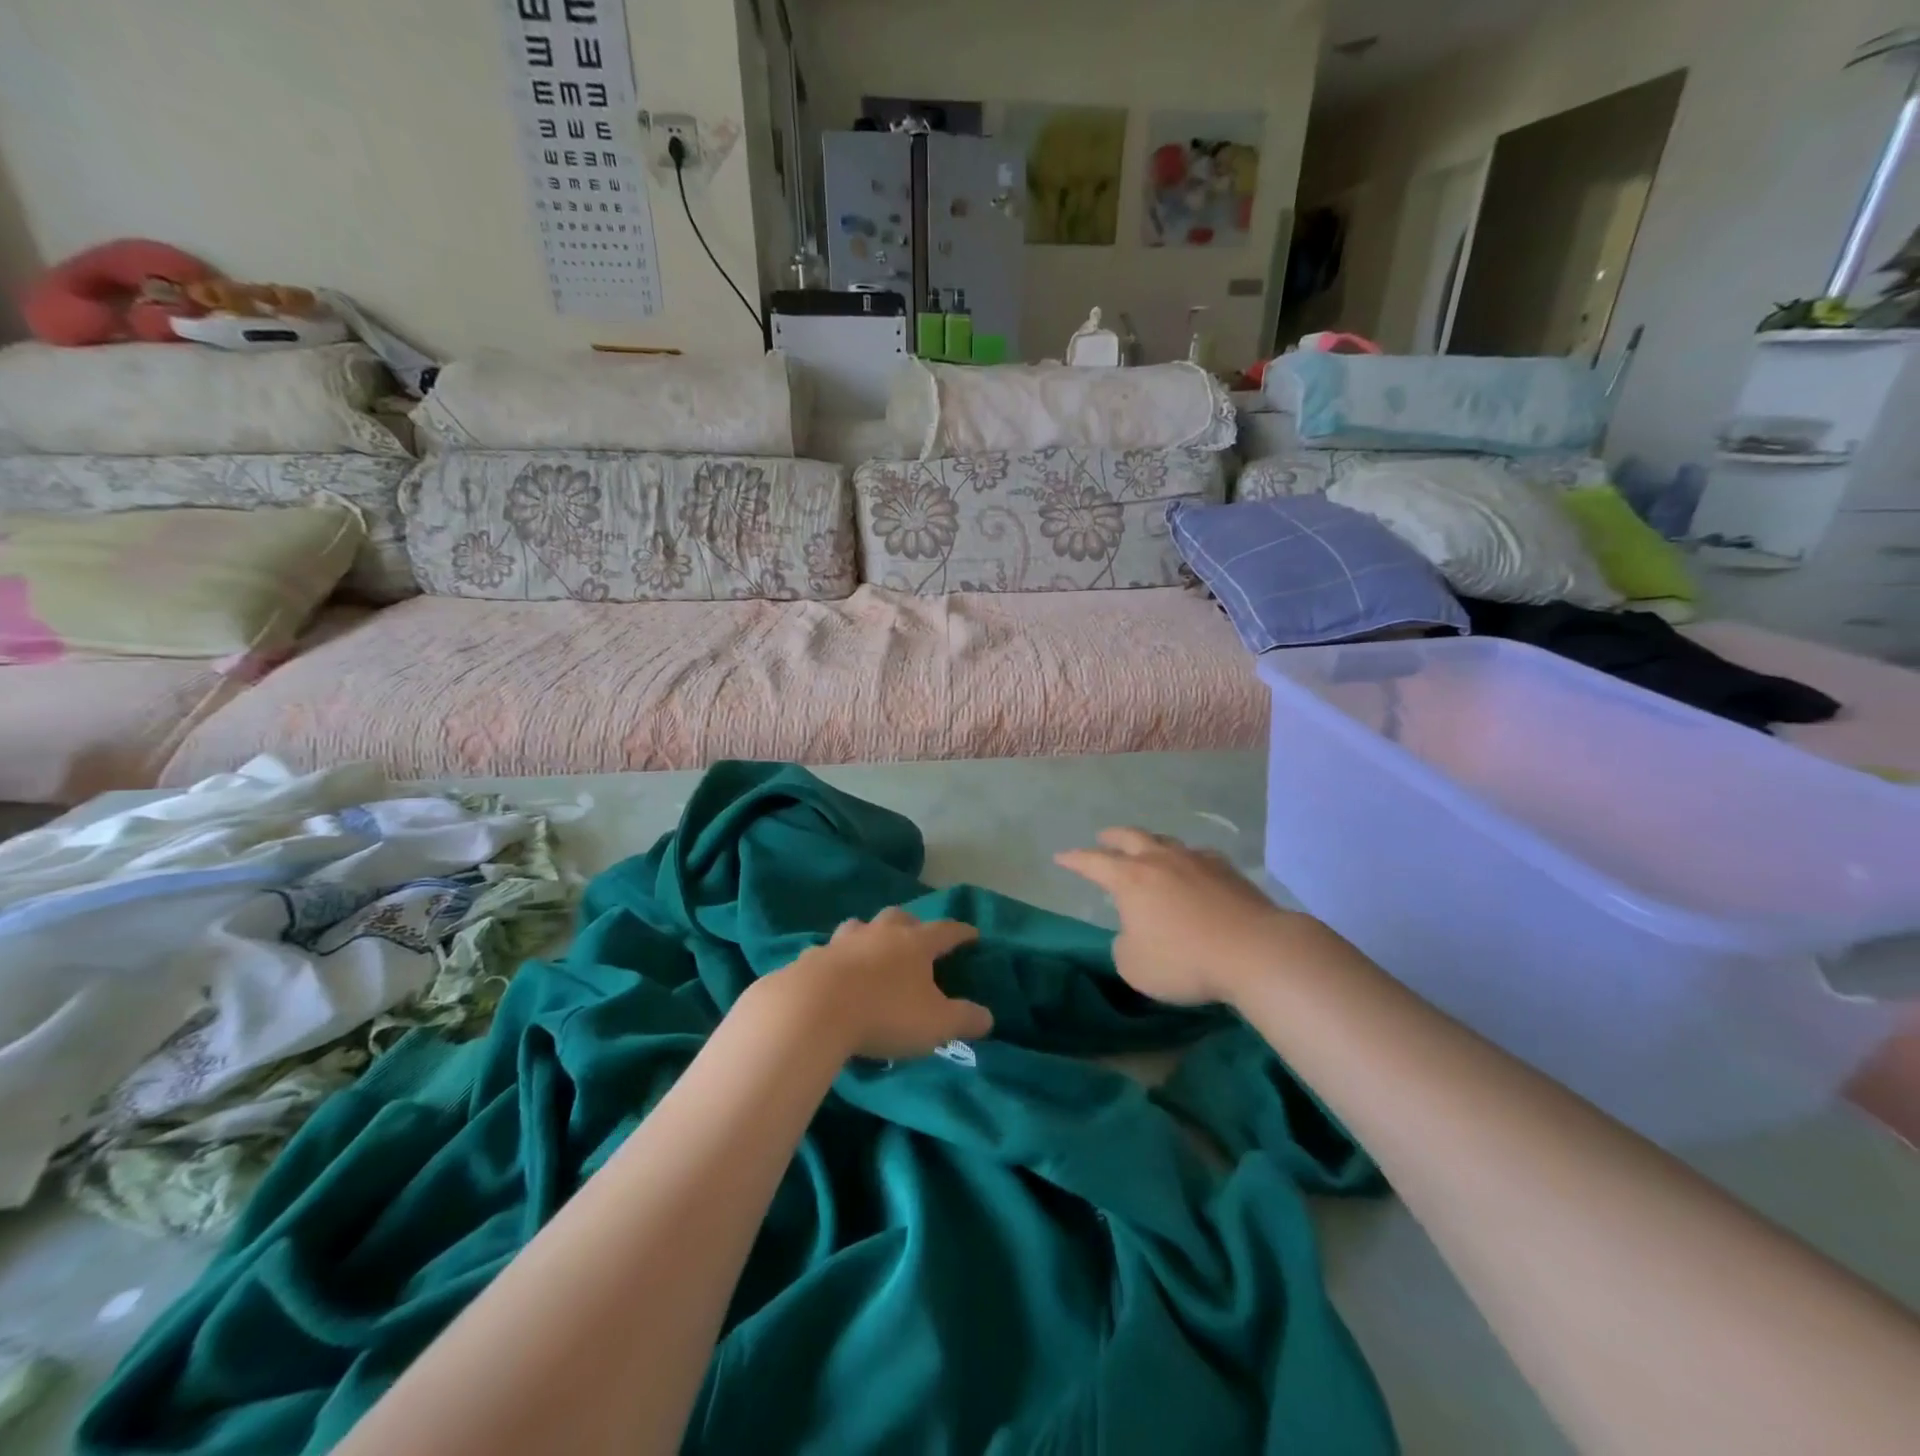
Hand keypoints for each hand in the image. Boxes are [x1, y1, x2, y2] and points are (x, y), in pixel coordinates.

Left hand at [771, 907, 992, 1060]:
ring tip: (871, 950)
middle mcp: (879, 933)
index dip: (961, 932)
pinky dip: (833, 961)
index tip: (972, 934)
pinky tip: (832, 975)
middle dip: (911, 925)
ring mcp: (841, 942)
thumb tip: (987, 1017)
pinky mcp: (811, 958)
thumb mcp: (936, 1024)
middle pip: (899, 918)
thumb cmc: (884, 1014)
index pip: (946, 931)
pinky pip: (826, 953)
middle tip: (916, 939)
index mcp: (914, 943)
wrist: (813, 1010)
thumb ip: (965, 1019)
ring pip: (859, 927)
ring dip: (869, 935)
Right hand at [1055, 828, 1320, 1005]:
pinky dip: (1186, 861)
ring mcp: (1197, 861)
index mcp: (1130, 879)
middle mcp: (1160, 860)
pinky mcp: (1229, 871)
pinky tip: (1192, 870)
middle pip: (1131, 837)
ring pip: (1166, 842)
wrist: (1255, 951)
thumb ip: (1124, 945)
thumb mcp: (1134, 965)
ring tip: (1147, 849)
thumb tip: (1134, 932)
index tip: (1060, 856)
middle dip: (1112, 837)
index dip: (1074, 859)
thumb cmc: (1184, 960)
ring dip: (1150, 844)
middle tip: (1103, 837)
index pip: (1093, 862)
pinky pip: (1198, 857)